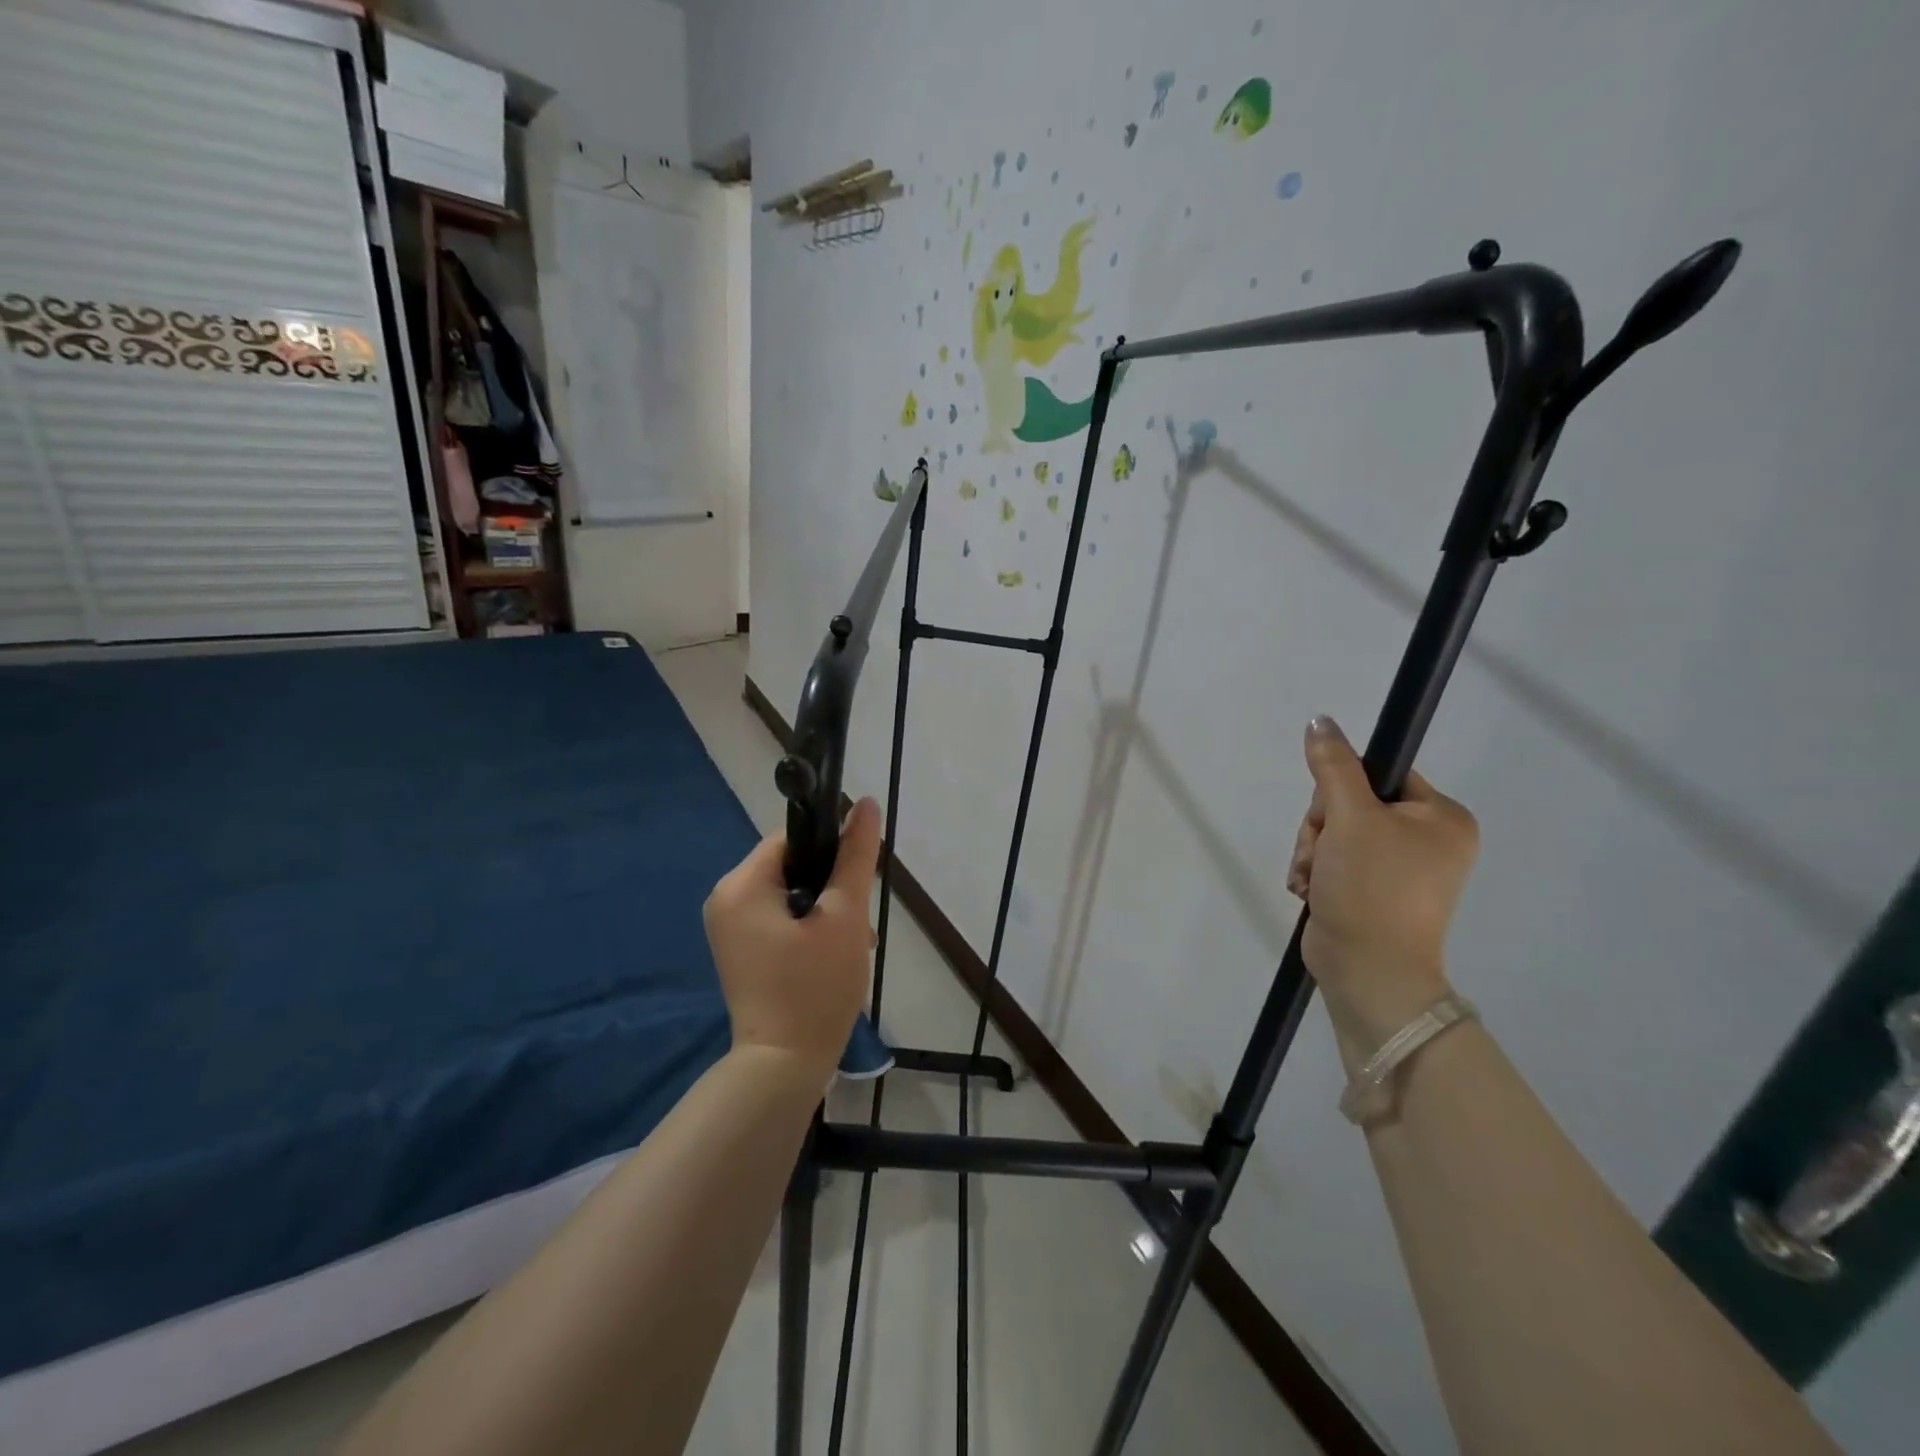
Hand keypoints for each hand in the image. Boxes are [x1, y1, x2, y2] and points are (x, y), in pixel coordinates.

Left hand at [704, 799, 882, 1077]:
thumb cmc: (815, 988)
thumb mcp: (844, 917)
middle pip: (792, 866)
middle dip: (832, 888)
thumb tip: (866, 803)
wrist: (782, 1068)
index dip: (832, 851)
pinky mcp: (740, 949)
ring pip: (790, 894)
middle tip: (857, 925)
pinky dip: (809, 928)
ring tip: (851, 945)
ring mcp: (729, 927)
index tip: (858, 881)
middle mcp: (725, 899)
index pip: (793, 838)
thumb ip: (855, 857)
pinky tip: (831, 956)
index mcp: (741, 884)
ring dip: (826, 911)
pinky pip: (779, 918)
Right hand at [1286, 716, 1478, 1042]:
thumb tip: (1320, 720)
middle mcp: (1427, 840)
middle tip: (1322, 853)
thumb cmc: (1371, 887)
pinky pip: (1333, 860)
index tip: (1332, 815)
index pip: (1380, 774)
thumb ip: (1333, 766)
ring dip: (1312, 851)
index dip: (1342, 789)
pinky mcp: (1371, 890)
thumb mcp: (1349, 818)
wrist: (1367, 970)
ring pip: (1334, 833)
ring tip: (1314, 878)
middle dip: (1321, 828)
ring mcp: (1399, 868)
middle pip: (1350, 804)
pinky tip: (1311, 889)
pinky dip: (1315, 871)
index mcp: (1441, 818)